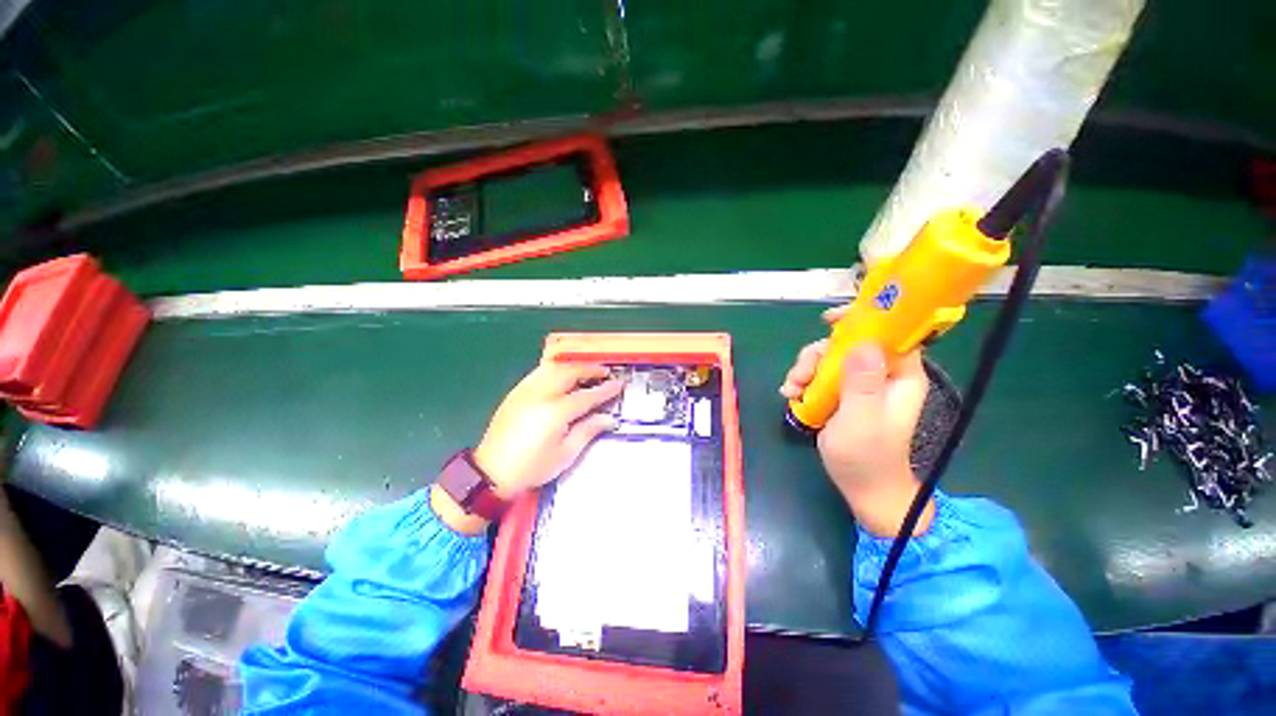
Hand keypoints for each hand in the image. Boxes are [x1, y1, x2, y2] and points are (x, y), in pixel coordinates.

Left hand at [474, 361, 622, 497]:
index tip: (619, 384)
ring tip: (586, 371)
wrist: (491, 473)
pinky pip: (539, 372)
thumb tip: (609, 418)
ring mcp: (526, 391)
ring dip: (573, 366)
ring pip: (554, 368)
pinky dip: (555, 369)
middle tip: (605, 372)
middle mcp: (541, 395)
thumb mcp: (565, 454)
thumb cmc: (532, 467)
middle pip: (570, 373)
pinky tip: (561, 375)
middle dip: (590, 369)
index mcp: (556, 412)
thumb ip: (588, 431)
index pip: (587, 395)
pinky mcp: (515, 392)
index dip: (605, 389)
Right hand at [780, 306, 932, 535]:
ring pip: (829, 358)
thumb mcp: (861, 419)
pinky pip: (819, 375)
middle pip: (847, 344)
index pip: (888, 332)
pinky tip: (791, 395)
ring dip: (805, 370)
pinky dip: (803, 382)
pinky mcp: (843, 393)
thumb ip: (862, 383)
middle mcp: (881, 373)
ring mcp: (860, 383)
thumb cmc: (866, 457)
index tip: (828, 320)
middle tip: (799, 376)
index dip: (862, 319)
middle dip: (818, 355)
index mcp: (899, 374)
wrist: (862, 487)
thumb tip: (862, 343)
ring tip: (791, 391)